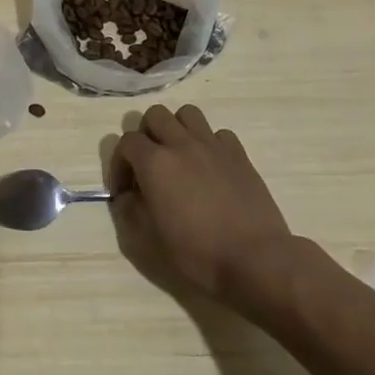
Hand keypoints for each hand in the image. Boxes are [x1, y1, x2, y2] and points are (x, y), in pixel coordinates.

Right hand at [108, 104, 293, 307]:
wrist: (256, 260)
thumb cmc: (199, 254)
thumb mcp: (151, 241)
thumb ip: (131, 211)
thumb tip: (127, 197)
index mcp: (155, 163)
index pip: (127, 142)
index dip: (119, 164)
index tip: (124, 190)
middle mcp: (181, 144)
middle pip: (155, 115)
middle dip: (146, 135)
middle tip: (149, 165)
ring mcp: (213, 145)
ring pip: (187, 114)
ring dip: (177, 129)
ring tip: (179, 156)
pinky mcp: (239, 154)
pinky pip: (218, 133)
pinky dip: (209, 143)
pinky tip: (210, 167)